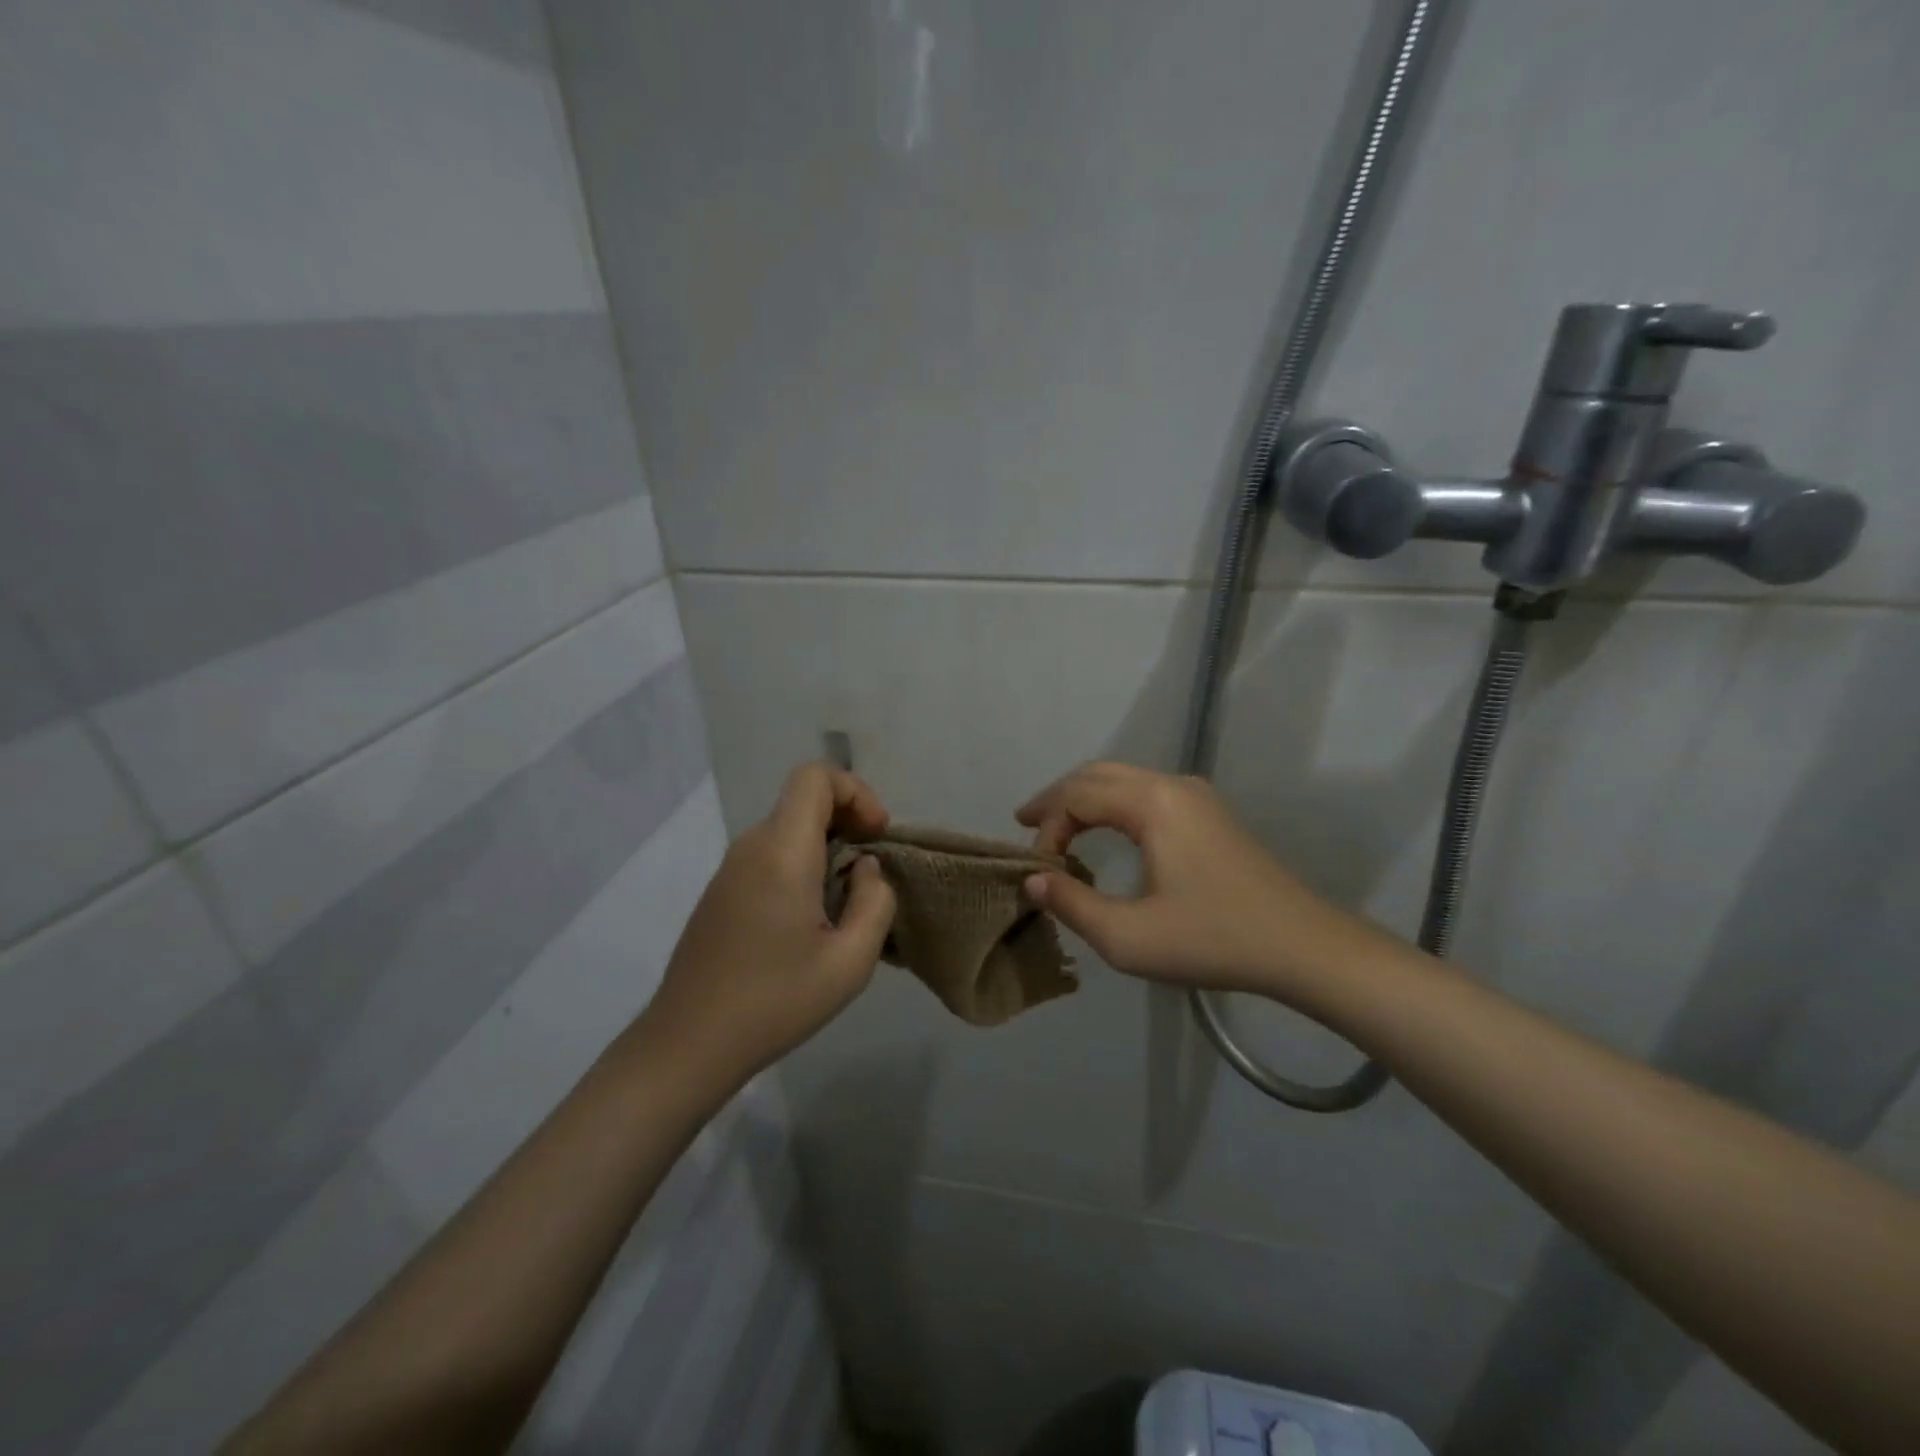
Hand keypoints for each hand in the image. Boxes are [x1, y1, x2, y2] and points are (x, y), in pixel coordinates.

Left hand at [642, 763, 895, 1085]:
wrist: (689, 1043)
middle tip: (871, 872)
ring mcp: (730, 869)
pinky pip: (770, 855)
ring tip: (846, 901)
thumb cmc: (775, 1002)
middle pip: (803, 800)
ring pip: (787, 828)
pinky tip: (810, 920)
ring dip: (827, 847)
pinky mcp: (720, 891)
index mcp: (782, 852)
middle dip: (848, 820)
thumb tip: (866, 868)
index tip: (876, 836)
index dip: (856, 792)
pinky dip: (801, 865)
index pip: (815, 777)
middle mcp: (751, 847)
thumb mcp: (850, 962)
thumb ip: (875, 902)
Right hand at [1017, 761, 1380, 1000]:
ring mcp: (1196, 795)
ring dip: (1085, 798)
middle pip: (1097, 775)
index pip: (1077, 797)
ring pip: (1123, 779)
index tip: (1040, 872)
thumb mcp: (1128, 937)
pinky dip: (1113, 804)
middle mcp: (1172, 785)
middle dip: (1057, 798)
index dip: (1047, 829)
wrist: (1302, 946)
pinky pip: (1146, 793)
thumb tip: (1033, 880)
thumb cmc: (1213, 940)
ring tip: (1056, 827)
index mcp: (1152, 803)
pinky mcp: (1210, 813)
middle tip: (1025, 824)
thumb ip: (1072, 904)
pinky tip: (1105, 831)